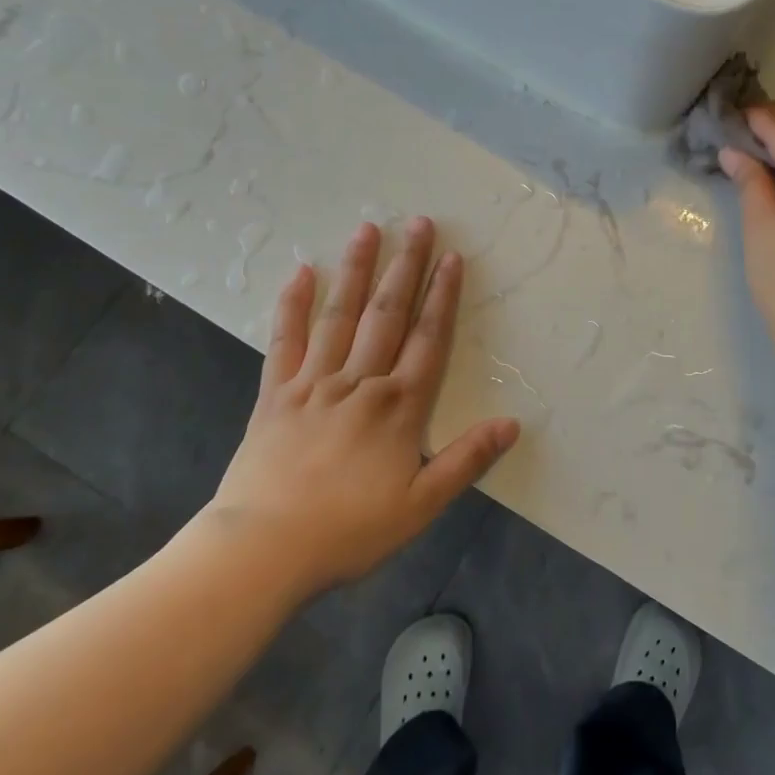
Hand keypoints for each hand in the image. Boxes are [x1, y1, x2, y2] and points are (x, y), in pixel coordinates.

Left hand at [207, 218, 519, 587]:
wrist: (262, 551)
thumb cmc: (348, 531)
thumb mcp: (421, 505)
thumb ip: (467, 460)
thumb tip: (512, 423)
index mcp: (399, 406)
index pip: (428, 338)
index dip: (443, 296)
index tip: (451, 256)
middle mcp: (360, 382)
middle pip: (387, 313)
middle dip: (406, 266)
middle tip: (418, 222)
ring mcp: (313, 384)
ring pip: (339, 315)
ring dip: (356, 270)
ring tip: (368, 229)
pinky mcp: (274, 395)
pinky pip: (285, 341)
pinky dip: (293, 305)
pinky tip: (301, 272)